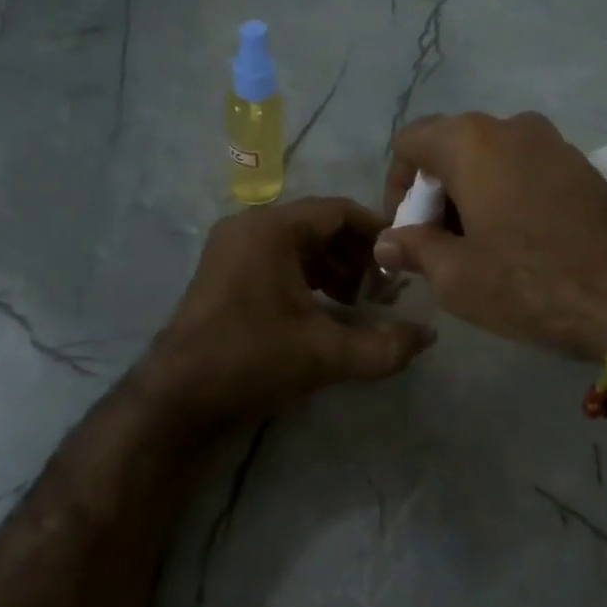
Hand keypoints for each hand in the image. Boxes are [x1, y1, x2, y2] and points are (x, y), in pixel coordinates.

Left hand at [146, 197, 437, 422]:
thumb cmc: (251, 360)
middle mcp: (250, 226)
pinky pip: (278, 260)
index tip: (403, 262)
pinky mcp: (225, 272)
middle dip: (357, 256)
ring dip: (333, 268)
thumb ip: (384, 346)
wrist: (177, 395)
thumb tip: (428, 336)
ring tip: (357, 304)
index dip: (378, 233)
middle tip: (383, 291)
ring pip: (299, 244)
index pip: (339, 211)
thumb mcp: (325, 355)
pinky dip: (307, 278)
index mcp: (272, 229)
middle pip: (319, 226)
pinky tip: (325, 311)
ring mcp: (232, 248)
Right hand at [376, 113, 606, 360]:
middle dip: (434, 195)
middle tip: (436, 246)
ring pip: (490, 160)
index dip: (395, 187)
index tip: (405, 232)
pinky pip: (524, 170)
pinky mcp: (582, 165)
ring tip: (475, 249)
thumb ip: (413, 248)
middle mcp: (511, 126)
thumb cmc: (529, 280)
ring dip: (470, 197)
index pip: (410, 143)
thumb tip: (387, 241)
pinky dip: (505, 197)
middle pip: (450, 149)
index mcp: (471, 141)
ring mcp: (553, 142)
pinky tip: (515, 242)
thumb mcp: (455, 275)